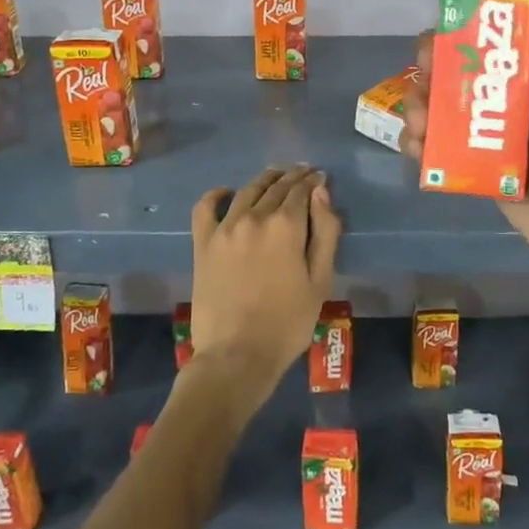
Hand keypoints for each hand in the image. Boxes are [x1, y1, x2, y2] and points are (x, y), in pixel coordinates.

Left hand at [187, 166, 341, 395]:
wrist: (236, 356)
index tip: (320, 177)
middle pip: (276, 187)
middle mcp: (254, 216)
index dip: (313, 181)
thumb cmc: (287, 323)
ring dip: (264, 180)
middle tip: (302, 173)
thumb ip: (325, 233)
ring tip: (274, 176)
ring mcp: (224, 228)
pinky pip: (206, 208)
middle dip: (292, 177)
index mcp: (286, 225)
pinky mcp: (203, 243)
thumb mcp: (320, 281)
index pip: (302, 190)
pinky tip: (226, 193)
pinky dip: (216, 195)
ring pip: (247, 191)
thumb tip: (321, 193)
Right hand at [401, 0, 528, 289]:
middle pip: (466, 64)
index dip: (474, 15)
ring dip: (422, 104)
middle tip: (421, 67)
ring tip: (417, 119)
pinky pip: (443, 144)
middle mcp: (520, 96)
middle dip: (436, 62)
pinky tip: (416, 147)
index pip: (505, 30)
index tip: (444, 8)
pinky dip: (423, 142)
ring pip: (447, 104)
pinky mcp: (481, 164)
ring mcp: (497, 132)